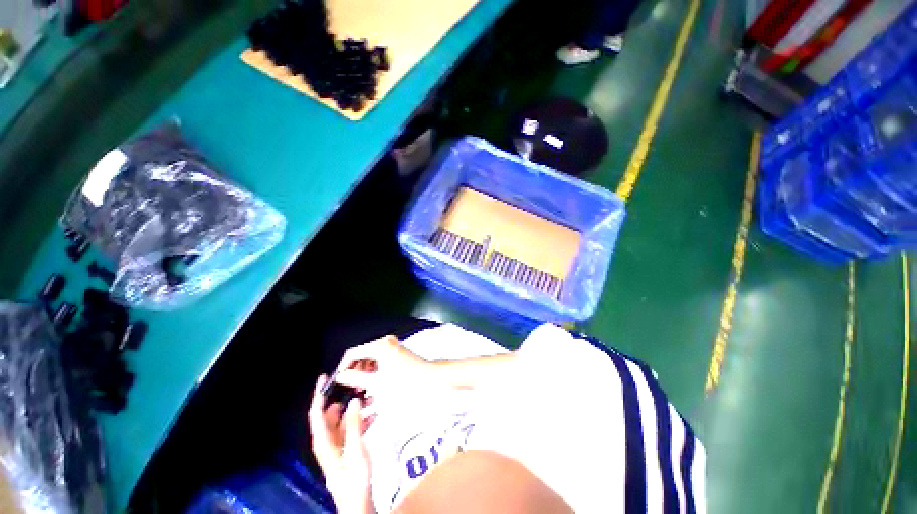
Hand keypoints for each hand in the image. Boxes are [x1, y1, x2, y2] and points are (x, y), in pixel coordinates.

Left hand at [308, 375, 373, 513]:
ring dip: (354, 408)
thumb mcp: (355, 449)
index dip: (319, 394)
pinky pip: (351, 428)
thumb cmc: (354, 478)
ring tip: (370, 398)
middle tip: (358, 385)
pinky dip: (360, 418)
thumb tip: (353, 400)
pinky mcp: (346, 449)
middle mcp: (327, 440)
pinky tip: (374, 414)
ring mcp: (337, 445)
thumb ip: (353, 424)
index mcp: (323, 441)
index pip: (316, 413)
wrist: (358, 502)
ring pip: (343, 420)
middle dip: (343, 398)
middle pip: (331, 414)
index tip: (325, 378)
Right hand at [333, 336, 438, 395]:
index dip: (343, 367)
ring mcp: (393, 346)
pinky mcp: (398, 351)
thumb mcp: (377, 383)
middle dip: (354, 370)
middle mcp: (386, 342)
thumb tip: (341, 376)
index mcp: (380, 346)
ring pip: (371, 357)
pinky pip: (380, 358)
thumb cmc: (405, 382)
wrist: (431, 379)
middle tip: (349, 388)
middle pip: (362, 354)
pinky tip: (373, 383)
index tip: (337, 382)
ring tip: (360, 389)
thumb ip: (356, 378)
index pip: (353, 353)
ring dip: (364, 372)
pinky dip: (374, 370)